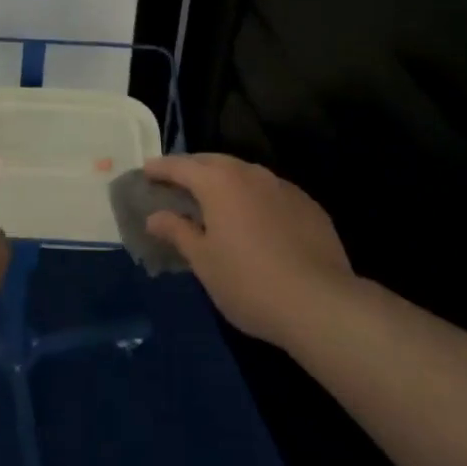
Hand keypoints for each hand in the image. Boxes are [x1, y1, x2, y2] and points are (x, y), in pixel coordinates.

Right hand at [143, 153, 353, 349]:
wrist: (319, 303)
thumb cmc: (248, 282)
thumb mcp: (204, 262)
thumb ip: (177, 232)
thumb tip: (155, 216)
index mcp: (219, 182)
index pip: (181, 166)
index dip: (161, 168)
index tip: (146, 170)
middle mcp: (250, 173)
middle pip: (214, 162)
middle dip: (192, 169)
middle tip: (176, 183)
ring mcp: (283, 186)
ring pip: (245, 174)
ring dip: (225, 181)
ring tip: (214, 199)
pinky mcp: (308, 205)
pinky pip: (270, 191)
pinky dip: (253, 197)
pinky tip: (254, 220)